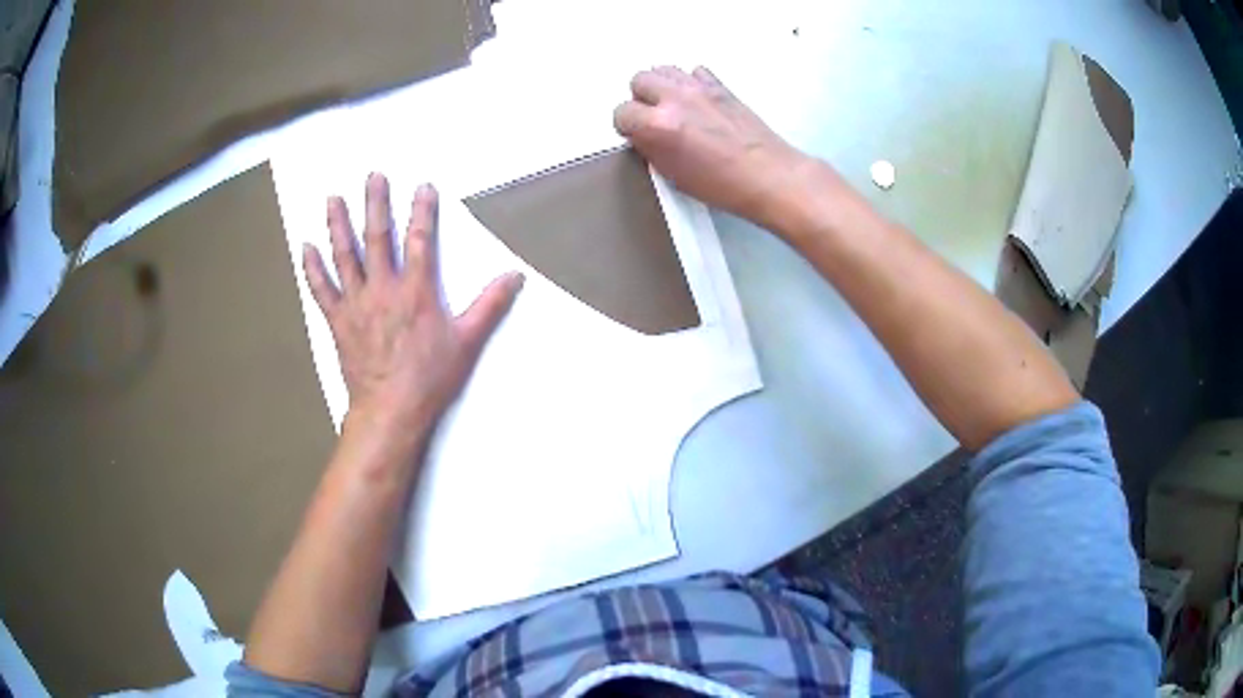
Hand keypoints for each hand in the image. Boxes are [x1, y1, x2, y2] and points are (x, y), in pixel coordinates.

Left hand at [302, 174, 522, 452]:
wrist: (391, 409)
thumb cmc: (430, 376)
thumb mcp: (467, 341)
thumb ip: (490, 305)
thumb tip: (515, 276)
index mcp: (416, 290)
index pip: (421, 240)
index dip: (423, 211)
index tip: (423, 186)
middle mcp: (383, 288)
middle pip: (377, 237)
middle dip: (375, 204)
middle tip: (373, 177)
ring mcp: (357, 303)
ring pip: (345, 256)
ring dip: (338, 225)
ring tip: (332, 198)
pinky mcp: (338, 321)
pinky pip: (322, 289)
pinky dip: (312, 268)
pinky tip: (306, 248)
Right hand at [614, 66, 806, 226]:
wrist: (768, 176)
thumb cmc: (723, 185)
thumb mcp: (673, 174)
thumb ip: (651, 147)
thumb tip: (643, 135)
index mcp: (658, 125)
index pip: (622, 112)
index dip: (627, 126)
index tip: (636, 135)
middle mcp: (675, 99)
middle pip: (640, 80)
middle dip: (641, 98)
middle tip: (653, 117)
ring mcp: (699, 88)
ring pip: (664, 69)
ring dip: (662, 85)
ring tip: (672, 105)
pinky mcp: (721, 87)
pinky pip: (695, 71)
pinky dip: (691, 81)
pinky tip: (698, 100)